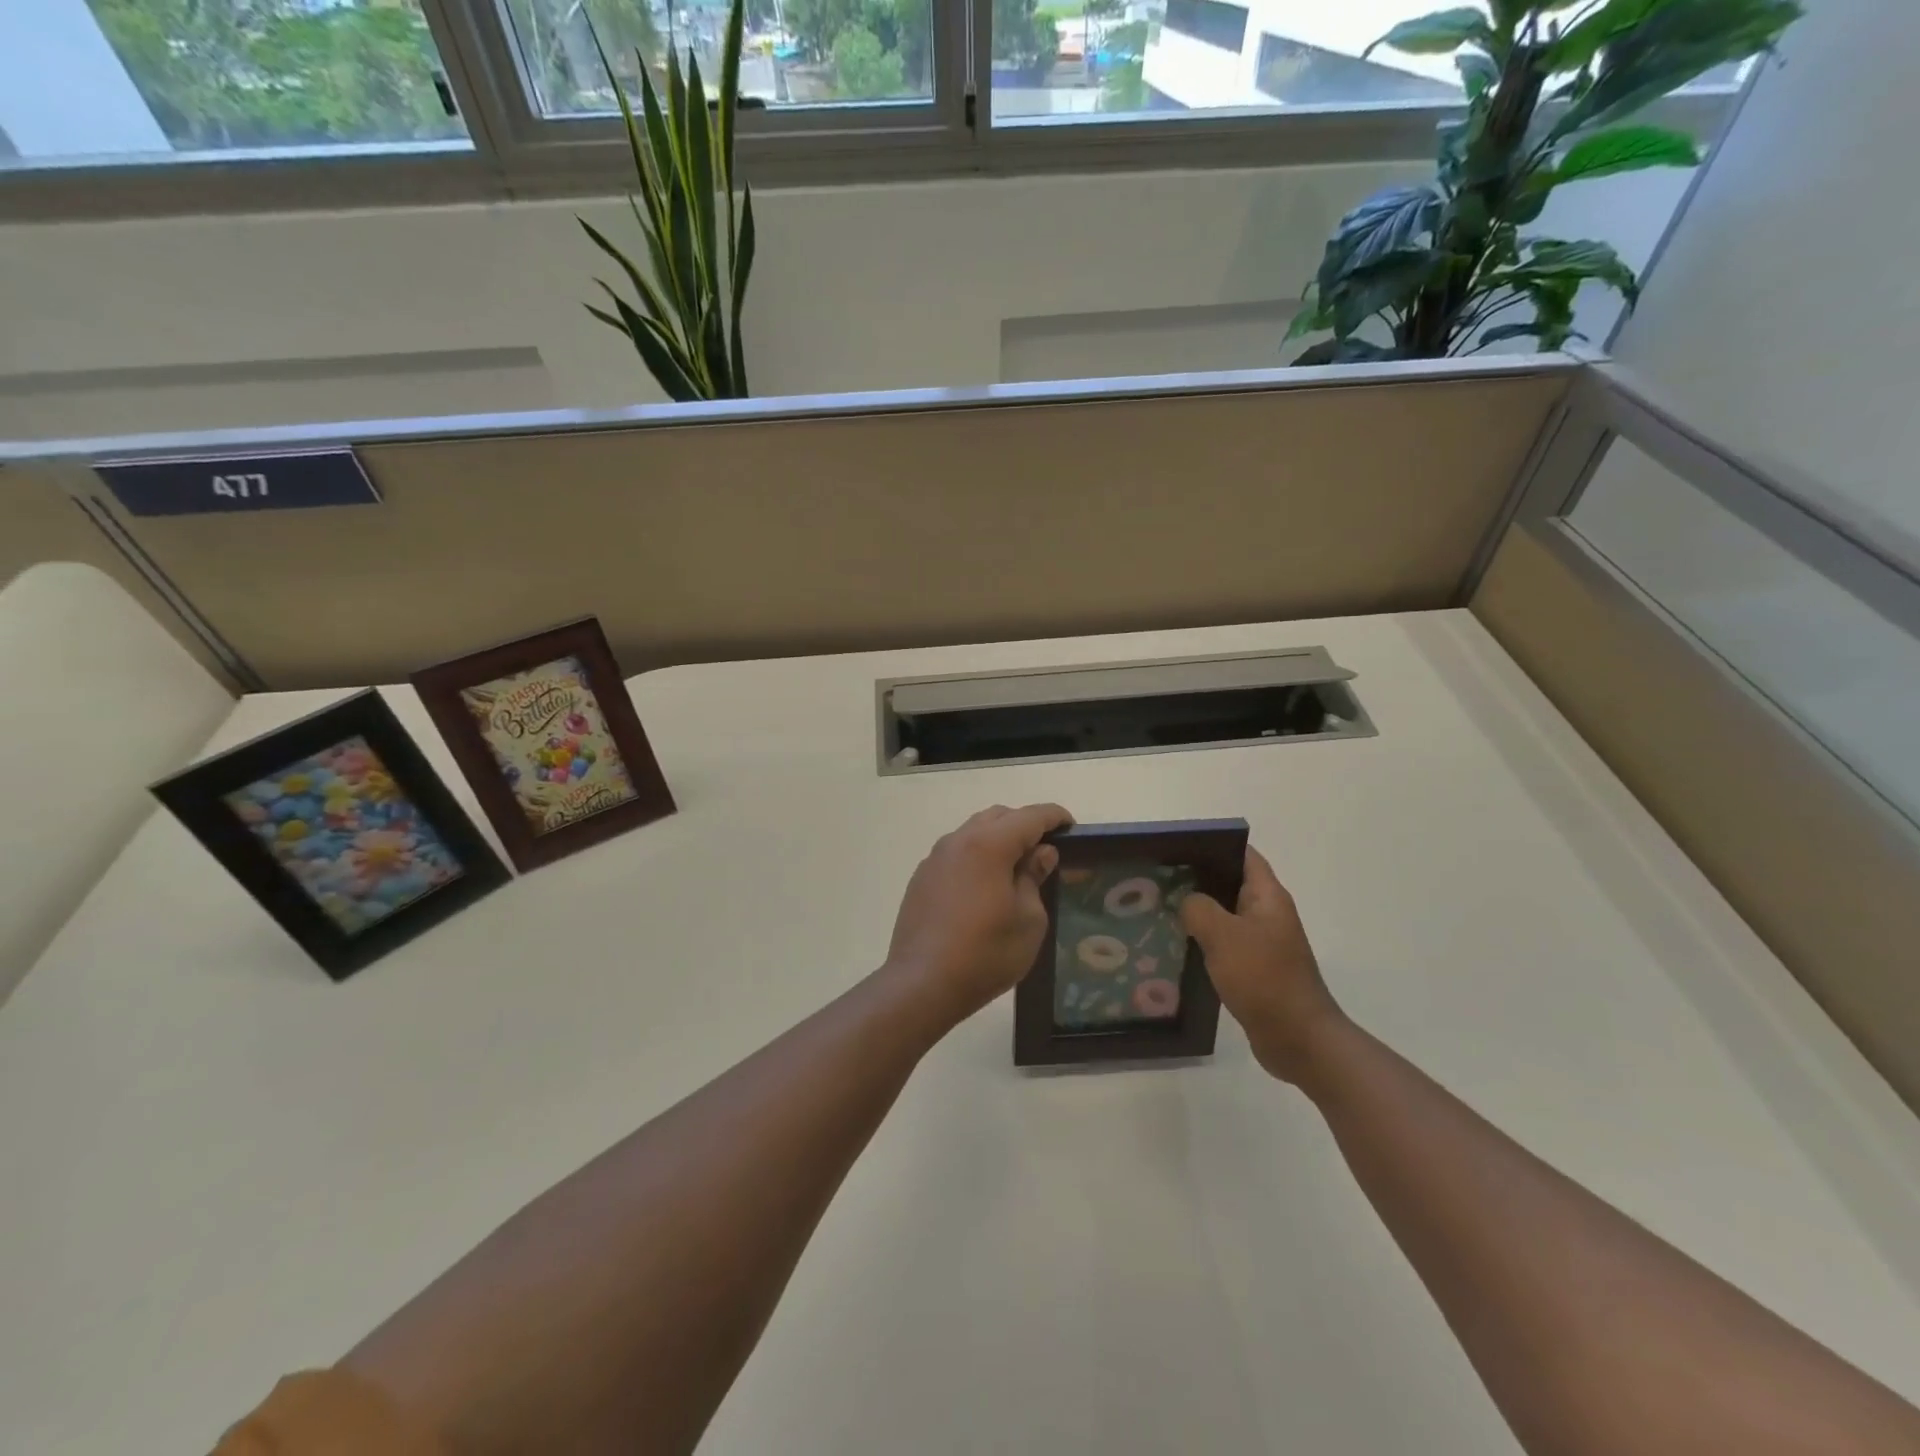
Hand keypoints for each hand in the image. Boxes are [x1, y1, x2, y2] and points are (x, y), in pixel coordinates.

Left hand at [886, 804, 1073, 1023]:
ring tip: (1016, 867)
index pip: (1029, 816)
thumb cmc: (986, 953)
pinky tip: (984, 886)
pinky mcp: (921, 878)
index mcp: (988, 844)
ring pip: (973, 832)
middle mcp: (958, 841)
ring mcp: (935, 859)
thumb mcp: (1028, 920)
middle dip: (1024, 824)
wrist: (922, 983)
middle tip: (1044, 850)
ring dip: (997, 839)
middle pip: (998, 817)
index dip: (1054, 817)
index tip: (1071, 827)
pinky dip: (976, 857)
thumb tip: (1040, 853)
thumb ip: (1034, 878)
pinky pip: (956, 854)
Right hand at [1180, 846, 1344, 1082]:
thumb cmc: (1264, 978)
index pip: (1243, 856)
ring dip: (1198, 914)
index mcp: (1268, 897)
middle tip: (1158, 879)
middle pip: (1230, 884)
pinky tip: (1177, 947)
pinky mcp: (1255, 970)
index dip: (1213, 846)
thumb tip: (1187, 902)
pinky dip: (1204, 943)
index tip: (1177, 847)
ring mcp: (1263, 944)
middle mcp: (1268, 915)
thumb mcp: (1223, 935)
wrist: (1298, 1038)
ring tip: (1160, 910)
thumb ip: (1198, 908)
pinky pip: (1225, 946)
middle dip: (1197, 880)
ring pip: (1224, 917)